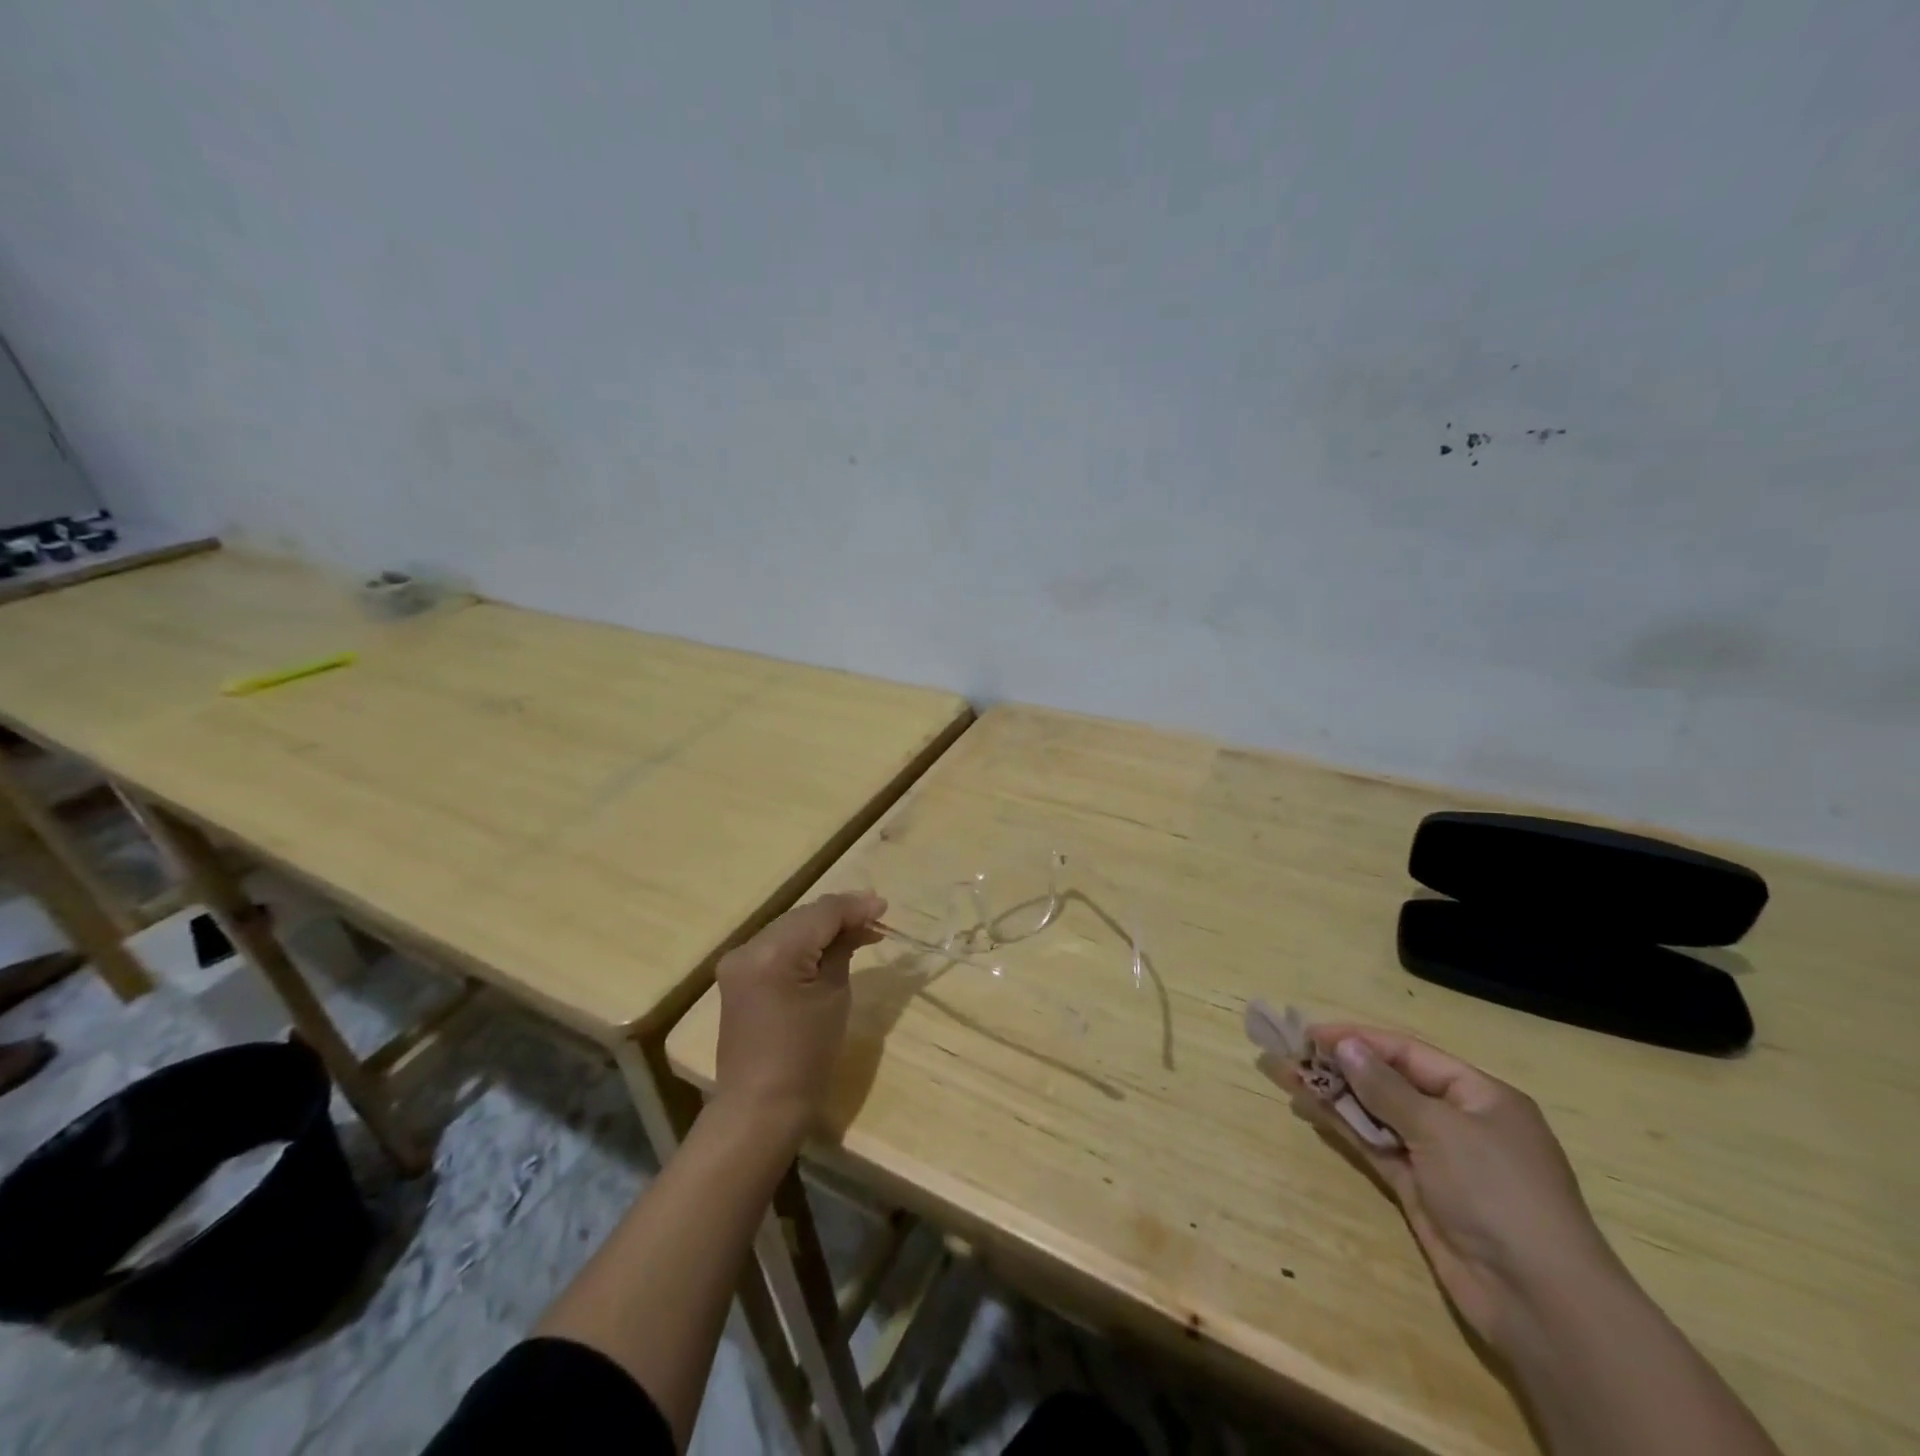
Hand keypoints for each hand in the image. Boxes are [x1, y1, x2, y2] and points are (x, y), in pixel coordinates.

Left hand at [710, 892, 884, 1142]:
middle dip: (840, 914)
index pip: (821, 913)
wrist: (761, 1106)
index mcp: (774, 953)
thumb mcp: (834, 996)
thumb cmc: (807, 1056)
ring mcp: (738, 961)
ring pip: (790, 928)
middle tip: (876, 919)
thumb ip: (843, 950)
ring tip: (859, 930)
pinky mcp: (738, 976)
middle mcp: (749, 947)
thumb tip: (859, 924)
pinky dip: (803, 943)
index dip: (855, 907)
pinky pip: (777, 946)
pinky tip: (828, 946)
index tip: (885, 907)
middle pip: (803, 916)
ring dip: (822, 927)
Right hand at [1284, 1025, 1624, 1353]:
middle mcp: (1460, 1121)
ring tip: (1289, 1076)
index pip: (1410, 1053)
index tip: (1312, 1034)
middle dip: (1344, 1066)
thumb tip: (1346, 1045)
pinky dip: (1346, 1128)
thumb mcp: (1441, 1129)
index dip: (1360, 1040)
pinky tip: (1312, 1110)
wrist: (1540, 1301)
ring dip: (1337, 1095)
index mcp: (1480, 1096)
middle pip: (1392, 1082)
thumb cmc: (1497, 1193)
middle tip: (1293, 1053)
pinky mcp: (1421, 1191)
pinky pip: (1377, 1147)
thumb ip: (1386, 1087)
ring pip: (1379, 1114)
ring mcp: (1440, 1159)